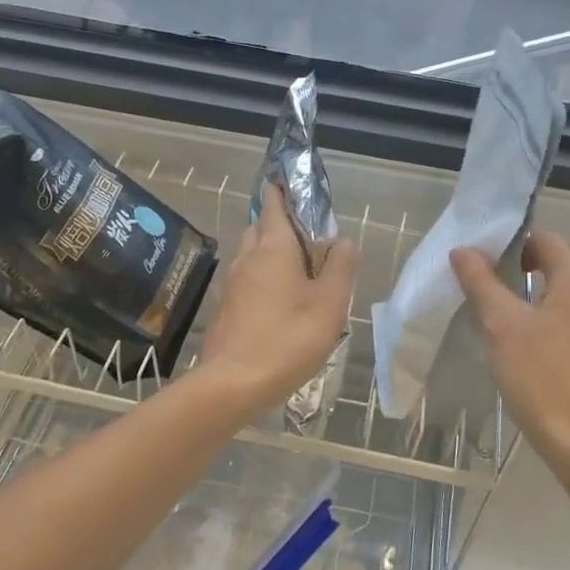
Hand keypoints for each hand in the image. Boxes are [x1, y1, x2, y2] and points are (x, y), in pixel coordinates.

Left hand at [197, 184, 357, 413]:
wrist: (233, 383)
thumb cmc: (288, 337)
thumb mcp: (330, 303)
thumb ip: (340, 267)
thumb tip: (344, 240)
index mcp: (274, 246)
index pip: (274, 203)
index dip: (283, 190)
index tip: (296, 187)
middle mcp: (248, 256)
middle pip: (261, 226)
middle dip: (280, 224)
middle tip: (308, 239)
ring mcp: (232, 282)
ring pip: (252, 253)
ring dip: (271, 253)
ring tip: (298, 272)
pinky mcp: (225, 307)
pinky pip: (246, 279)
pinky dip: (262, 278)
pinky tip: (278, 302)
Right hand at [451, 231, 569, 489]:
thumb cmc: (540, 377)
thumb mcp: (501, 327)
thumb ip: (481, 283)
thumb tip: (462, 250)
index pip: (551, 241)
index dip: (521, 245)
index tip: (498, 265)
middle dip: (555, 256)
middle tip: (522, 276)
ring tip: (539, 302)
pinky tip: (554, 332)